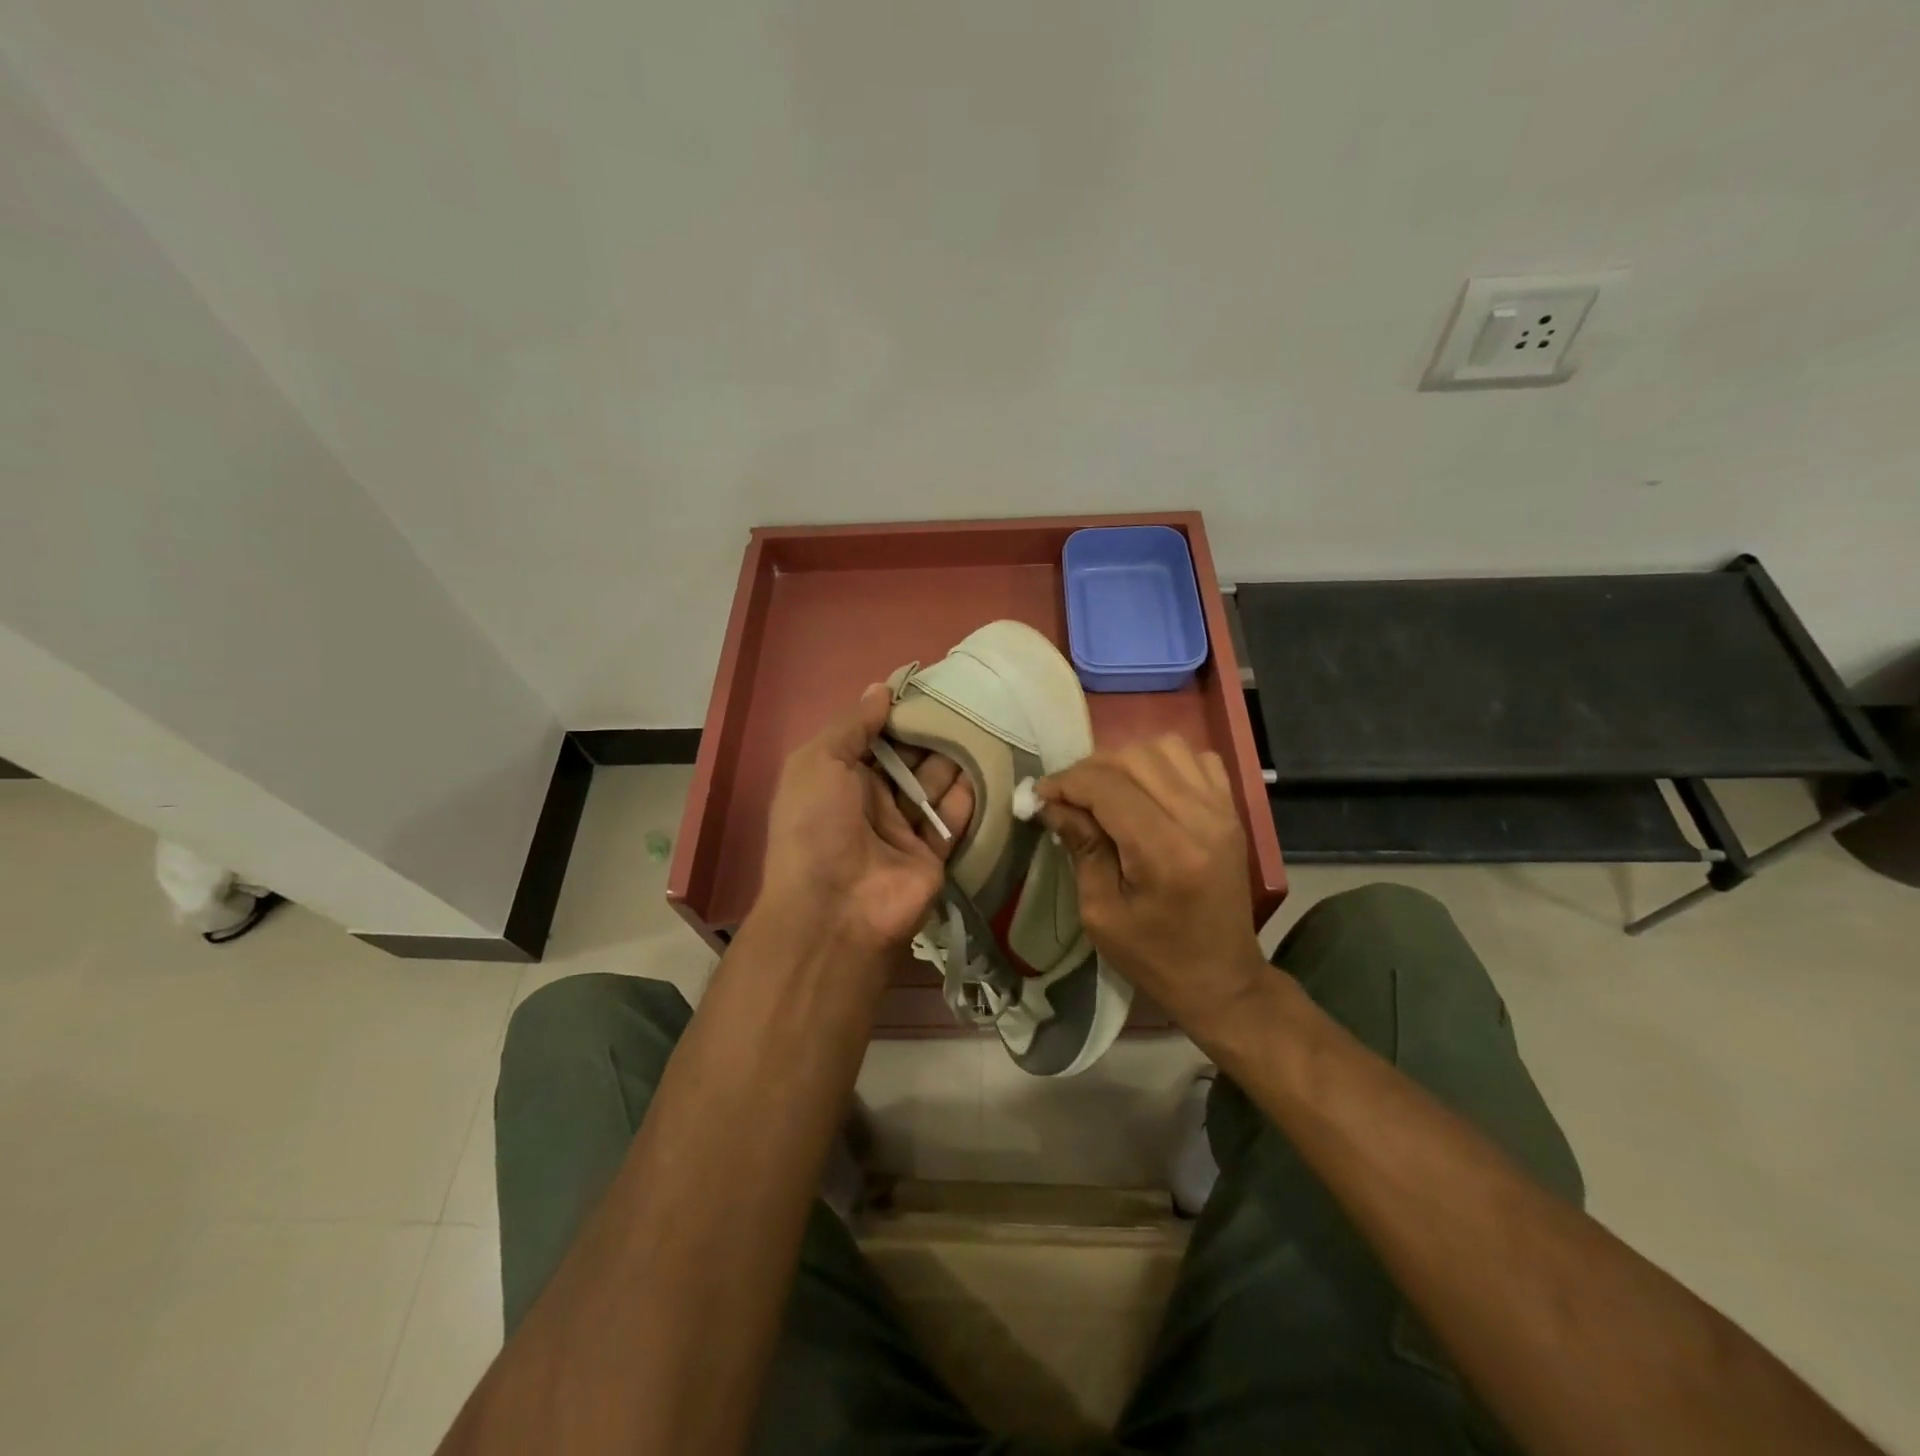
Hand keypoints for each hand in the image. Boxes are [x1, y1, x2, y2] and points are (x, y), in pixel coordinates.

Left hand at [757, 686, 973, 958]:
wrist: (835, 909)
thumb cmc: (816, 825)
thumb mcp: (818, 761)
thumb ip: (852, 725)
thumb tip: (881, 689)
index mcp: (839, 778)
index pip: (873, 738)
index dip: (897, 715)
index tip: (929, 688)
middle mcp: (871, 801)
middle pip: (908, 760)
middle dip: (931, 735)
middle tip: (966, 704)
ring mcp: (902, 831)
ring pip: (934, 787)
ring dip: (954, 760)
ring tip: (984, 727)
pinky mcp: (932, 856)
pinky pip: (954, 821)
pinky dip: (969, 797)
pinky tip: (988, 766)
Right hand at [1037, 736, 1266, 1040]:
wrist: (1222, 979)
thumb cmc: (1154, 958)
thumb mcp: (1101, 913)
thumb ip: (1082, 848)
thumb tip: (1053, 803)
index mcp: (1167, 853)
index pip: (1108, 787)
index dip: (1066, 782)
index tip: (1040, 796)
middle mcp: (1201, 819)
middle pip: (1134, 758)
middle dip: (1089, 770)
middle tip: (1068, 797)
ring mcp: (1223, 810)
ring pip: (1165, 747)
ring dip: (1126, 760)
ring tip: (1105, 790)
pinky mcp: (1233, 810)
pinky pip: (1196, 758)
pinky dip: (1164, 762)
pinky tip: (1147, 789)